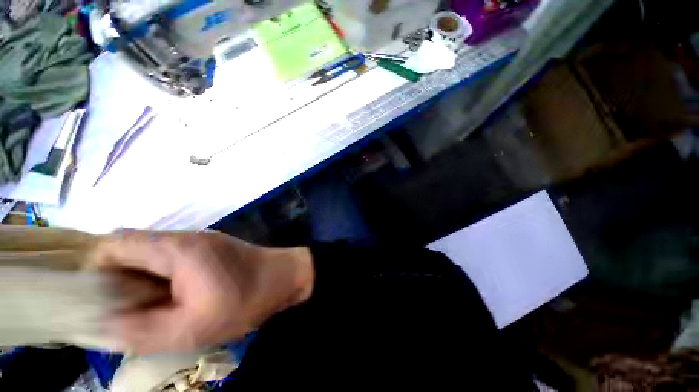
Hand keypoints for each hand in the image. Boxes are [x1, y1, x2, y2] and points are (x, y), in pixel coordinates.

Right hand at [90, 230, 313, 354]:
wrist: (286, 277)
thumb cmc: (247, 300)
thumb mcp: (192, 328)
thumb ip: (141, 331)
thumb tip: (103, 325)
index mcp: (176, 249)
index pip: (114, 243)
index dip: (96, 270)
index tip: (99, 301)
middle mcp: (184, 237)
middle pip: (129, 248)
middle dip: (115, 279)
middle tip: (124, 310)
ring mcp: (198, 240)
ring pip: (148, 255)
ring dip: (137, 280)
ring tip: (147, 308)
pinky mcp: (207, 248)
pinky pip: (168, 259)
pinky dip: (157, 277)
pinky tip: (170, 298)